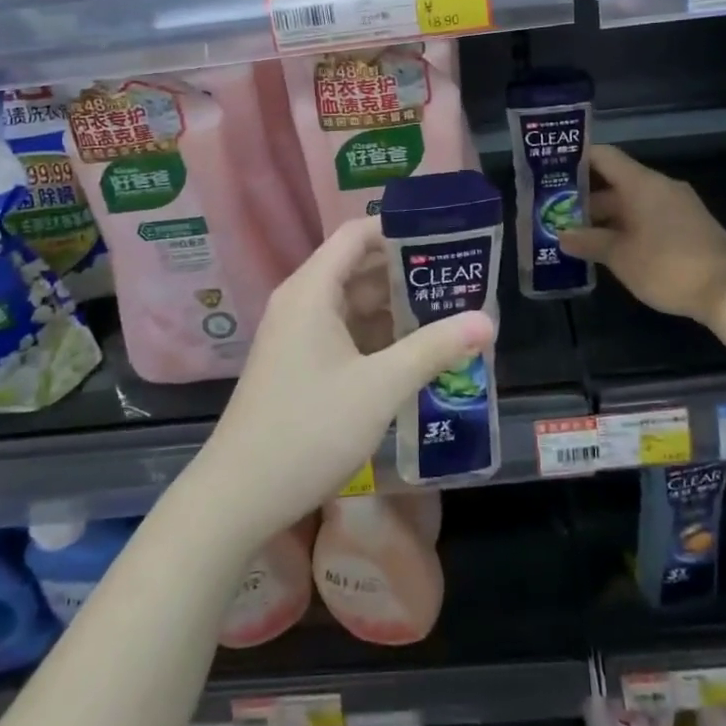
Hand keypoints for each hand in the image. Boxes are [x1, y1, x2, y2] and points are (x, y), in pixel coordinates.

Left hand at [198, 217, 494, 539]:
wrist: (238, 496)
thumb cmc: (309, 429)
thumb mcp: (381, 387)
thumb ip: (434, 349)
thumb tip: (487, 321)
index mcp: (312, 290)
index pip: (357, 235)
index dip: (399, 229)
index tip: (444, 236)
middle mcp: (301, 303)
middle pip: (358, 267)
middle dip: (408, 270)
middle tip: (460, 277)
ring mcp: (297, 336)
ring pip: (353, 304)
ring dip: (396, 306)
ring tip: (449, 311)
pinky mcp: (299, 365)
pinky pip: (344, 333)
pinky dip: (378, 335)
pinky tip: (414, 351)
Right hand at [558, 145, 725, 325]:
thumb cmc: (667, 265)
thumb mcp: (620, 256)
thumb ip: (589, 242)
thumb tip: (562, 235)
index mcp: (641, 183)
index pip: (603, 157)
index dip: (576, 160)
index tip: (550, 171)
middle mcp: (659, 186)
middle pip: (615, 181)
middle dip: (585, 197)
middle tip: (554, 212)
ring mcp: (676, 205)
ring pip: (632, 201)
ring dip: (606, 216)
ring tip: (576, 233)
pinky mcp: (688, 225)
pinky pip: (648, 215)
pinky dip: (626, 225)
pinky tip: (610, 246)